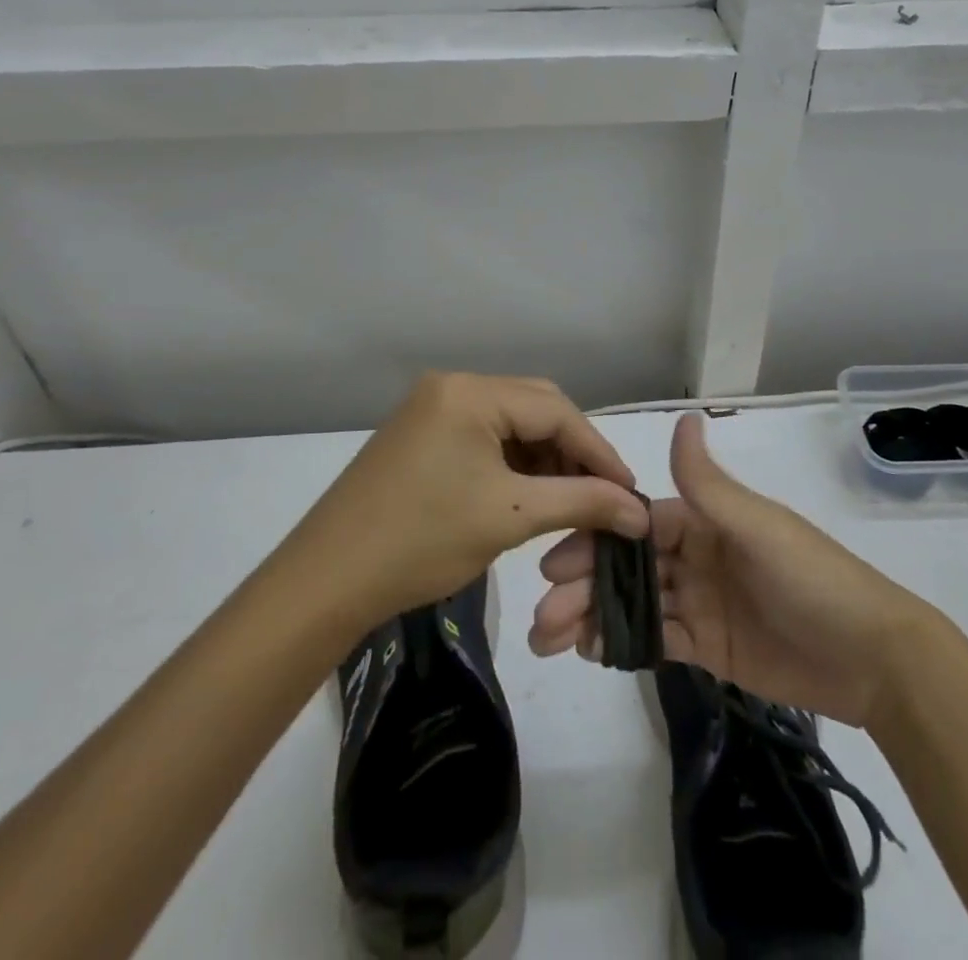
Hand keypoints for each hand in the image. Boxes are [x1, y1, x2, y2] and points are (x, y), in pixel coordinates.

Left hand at [288, 373, 649, 627]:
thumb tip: (641, 512)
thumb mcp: (510, 517)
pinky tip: (527, 493)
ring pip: (510, 423)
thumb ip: (582, 503)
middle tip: (602, 495)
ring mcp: (432, 407)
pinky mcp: (420, 433)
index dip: (598, 450)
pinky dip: (512, 462)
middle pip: (534, 407)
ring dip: (543, 457)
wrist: (326, 581)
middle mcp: (452, 386)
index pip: (556, 410)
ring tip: (568, 499)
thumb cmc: (422, 542)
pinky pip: (483, 436)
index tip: (630, 491)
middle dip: (572, 451)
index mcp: (471, 392)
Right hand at [529, 412, 926, 726]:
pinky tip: (590, 650)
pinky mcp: (709, 647)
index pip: (638, 522)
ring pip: (635, 604)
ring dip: (593, 616)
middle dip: (584, 582)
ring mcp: (700, 602)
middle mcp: (697, 556)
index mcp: (706, 521)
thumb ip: (709, 483)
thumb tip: (684, 416)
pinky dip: (622, 643)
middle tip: (542, 611)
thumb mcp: (758, 526)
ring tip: (550, 639)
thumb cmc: (813, 579)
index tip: (554, 558)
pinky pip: (657, 640)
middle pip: (628, 565)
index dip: (596, 537)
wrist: (874, 660)